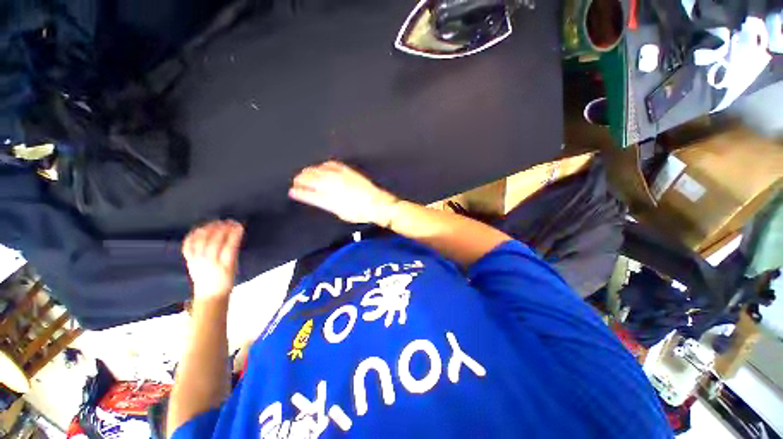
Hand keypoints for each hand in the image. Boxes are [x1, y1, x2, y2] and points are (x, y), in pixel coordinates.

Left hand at [182, 220, 244, 298]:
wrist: (210, 295)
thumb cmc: (226, 280)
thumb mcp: (235, 267)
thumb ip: (233, 252)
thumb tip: (234, 235)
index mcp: (225, 265)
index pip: (230, 246)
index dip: (234, 234)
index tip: (239, 225)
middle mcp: (209, 262)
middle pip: (214, 241)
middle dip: (223, 229)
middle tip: (229, 221)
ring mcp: (197, 260)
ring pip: (200, 241)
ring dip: (209, 229)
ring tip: (216, 222)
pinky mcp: (189, 260)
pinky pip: (188, 245)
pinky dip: (193, 235)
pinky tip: (200, 229)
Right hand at [289, 161, 398, 225]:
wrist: (376, 203)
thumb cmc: (359, 213)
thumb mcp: (341, 213)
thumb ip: (328, 205)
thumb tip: (320, 199)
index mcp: (329, 199)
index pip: (309, 194)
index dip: (299, 192)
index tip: (292, 191)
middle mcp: (331, 186)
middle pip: (311, 180)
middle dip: (301, 180)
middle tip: (296, 181)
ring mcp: (339, 177)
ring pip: (319, 171)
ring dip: (309, 171)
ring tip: (305, 173)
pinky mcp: (347, 171)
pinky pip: (331, 164)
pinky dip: (323, 165)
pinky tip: (321, 166)